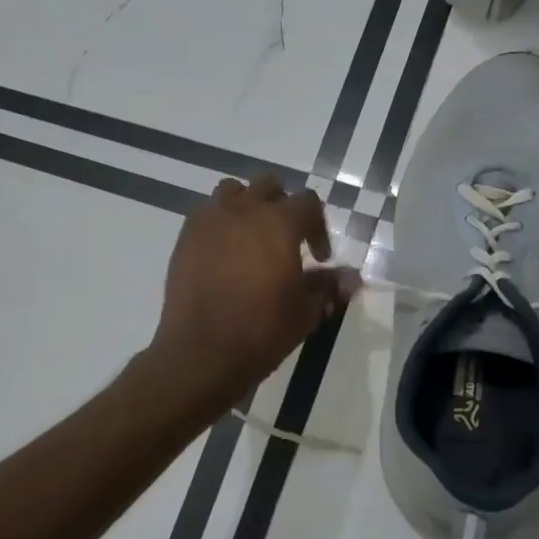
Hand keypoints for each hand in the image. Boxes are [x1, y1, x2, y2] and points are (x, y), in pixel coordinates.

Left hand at [148, 175, 361, 405]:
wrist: (202, 352)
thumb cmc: (262, 330)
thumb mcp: (306, 311)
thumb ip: (329, 286)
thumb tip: (352, 277)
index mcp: (279, 222)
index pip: (308, 202)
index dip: (318, 227)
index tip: (319, 257)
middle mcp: (244, 210)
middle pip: (269, 186)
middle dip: (282, 206)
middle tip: (286, 239)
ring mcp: (210, 220)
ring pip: (233, 191)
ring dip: (247, 205)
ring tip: (251, 237)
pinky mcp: (185, 237)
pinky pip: (206, 213)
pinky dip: (220, 222)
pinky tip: (224, 253)